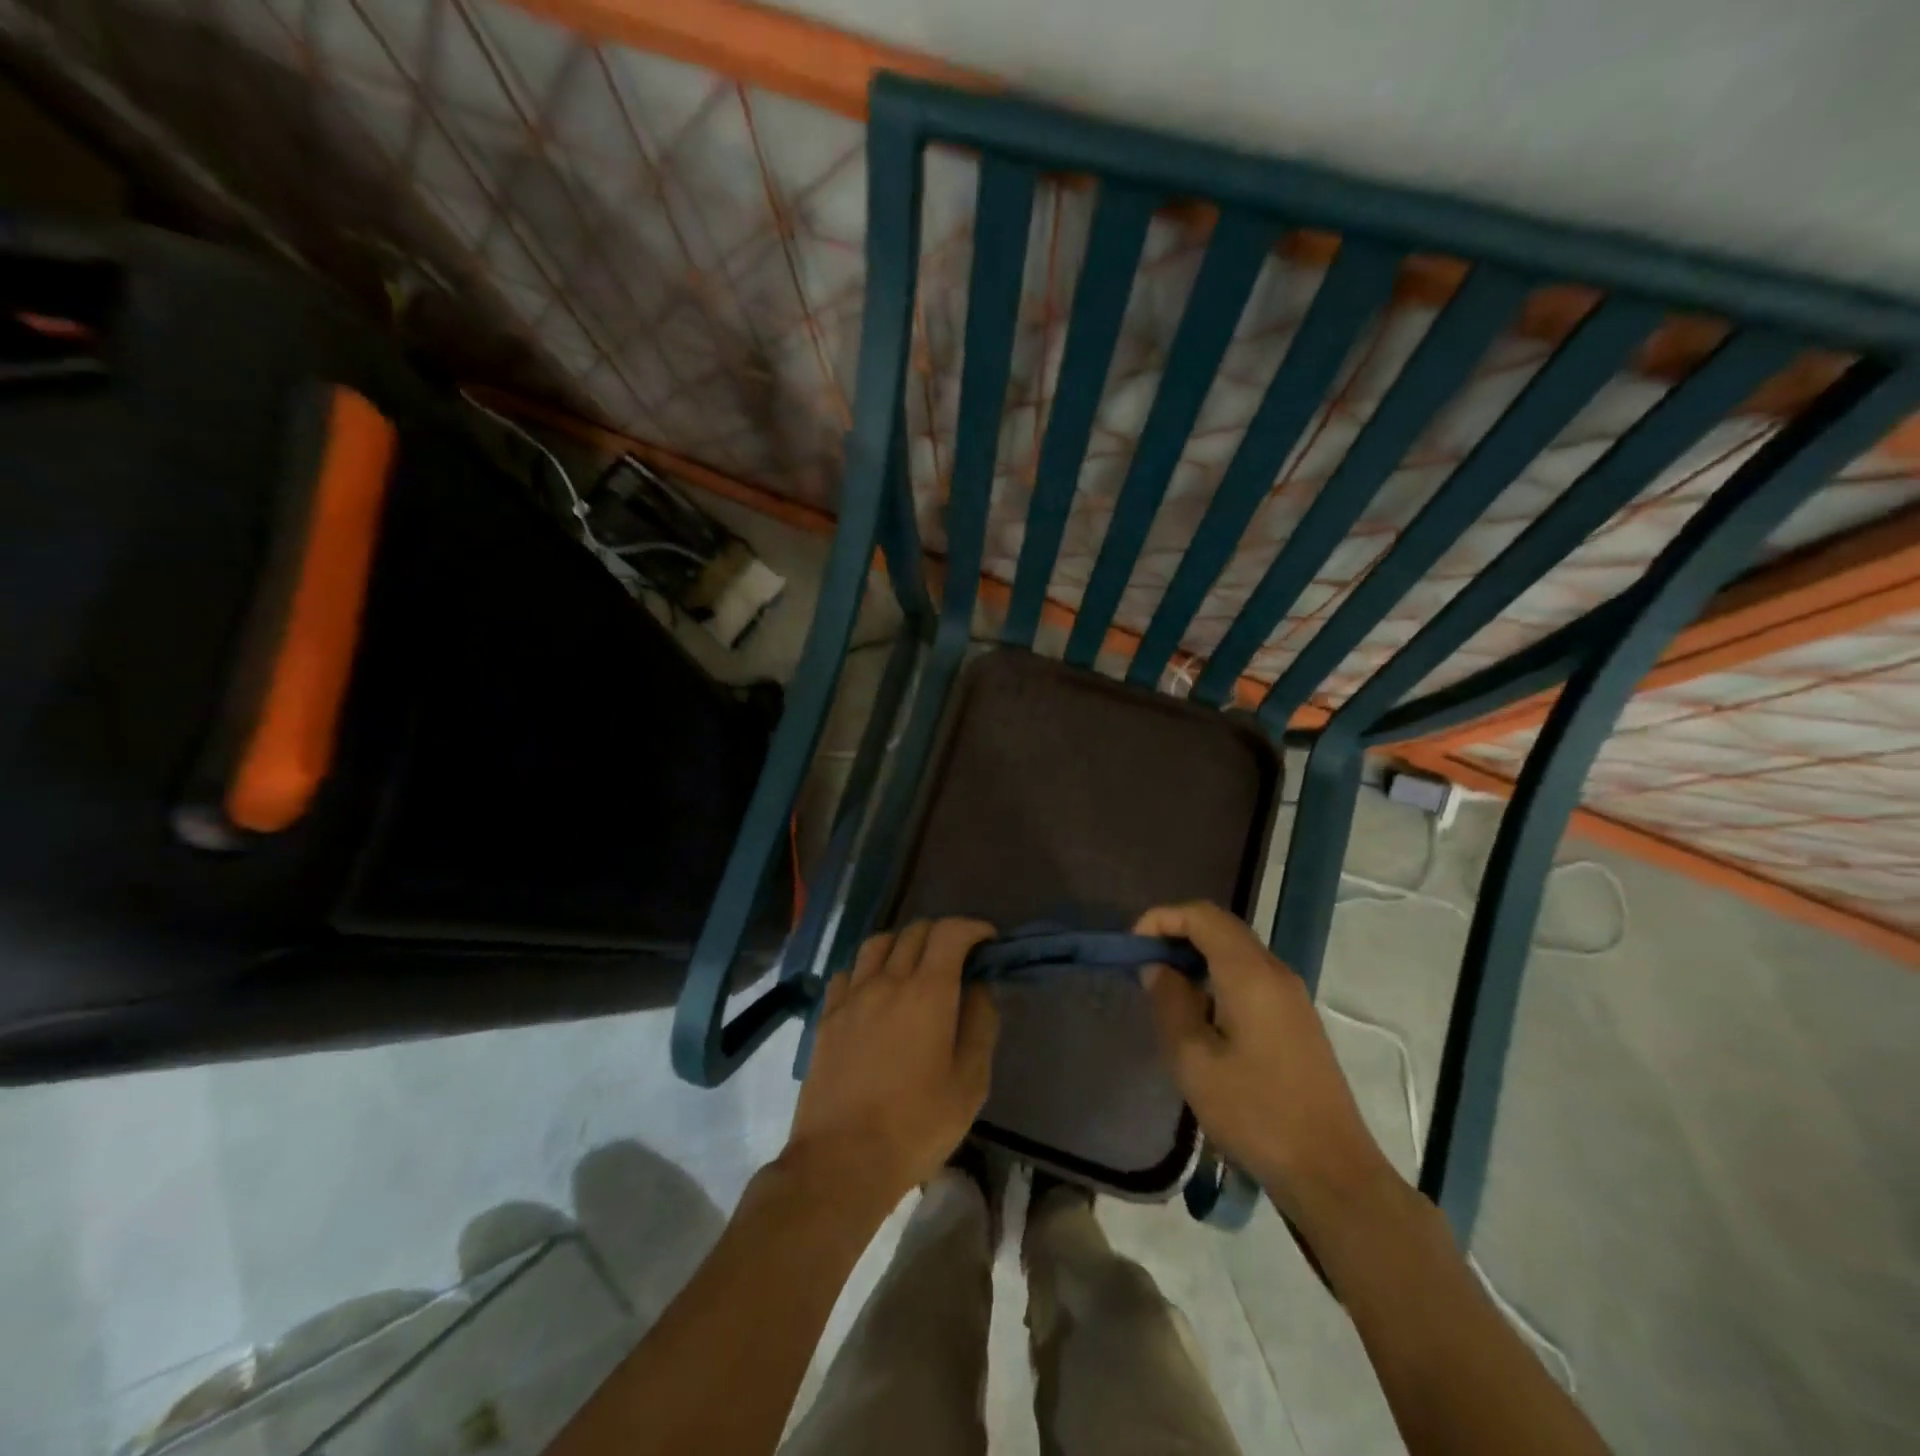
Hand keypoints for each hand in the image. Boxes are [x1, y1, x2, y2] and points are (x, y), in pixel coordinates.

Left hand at [786, 919, 998, 1219]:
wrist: (841, 1160)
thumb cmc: (917, 1125)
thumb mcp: (970, 1082)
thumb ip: (980, 1023)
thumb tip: (978, 986)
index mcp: (928, 992)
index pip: (950, 932)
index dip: (973, 928)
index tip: (987, 942)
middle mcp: (887, 980)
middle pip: (915, 931)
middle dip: (943, 934)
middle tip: (957, 960)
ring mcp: (851, 996)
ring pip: (878, 943)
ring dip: (903, 944)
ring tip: (914, 968)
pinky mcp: (826, 1016)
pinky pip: (848, 972)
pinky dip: (868, 969)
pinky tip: (875, 993)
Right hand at [1135, 901, 1393, 1226]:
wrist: (1331, 1172)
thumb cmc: (1255, 1113)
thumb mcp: (1193, 1061)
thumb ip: (1170, 1003)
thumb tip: (1158, 968)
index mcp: (1250, 974)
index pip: (1203, 915)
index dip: (1162, 918)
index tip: (1133, 947)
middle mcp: (1275, 972)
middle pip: (1221, 928)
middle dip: (1177, 935)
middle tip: (1144, 966)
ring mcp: (1292, 996)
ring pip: (1236, 953)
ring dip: (1197, 958)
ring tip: (1165, 991)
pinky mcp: (1297, 1020)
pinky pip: (1250, 977)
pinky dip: (1217, 978)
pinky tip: (1200, 1016)